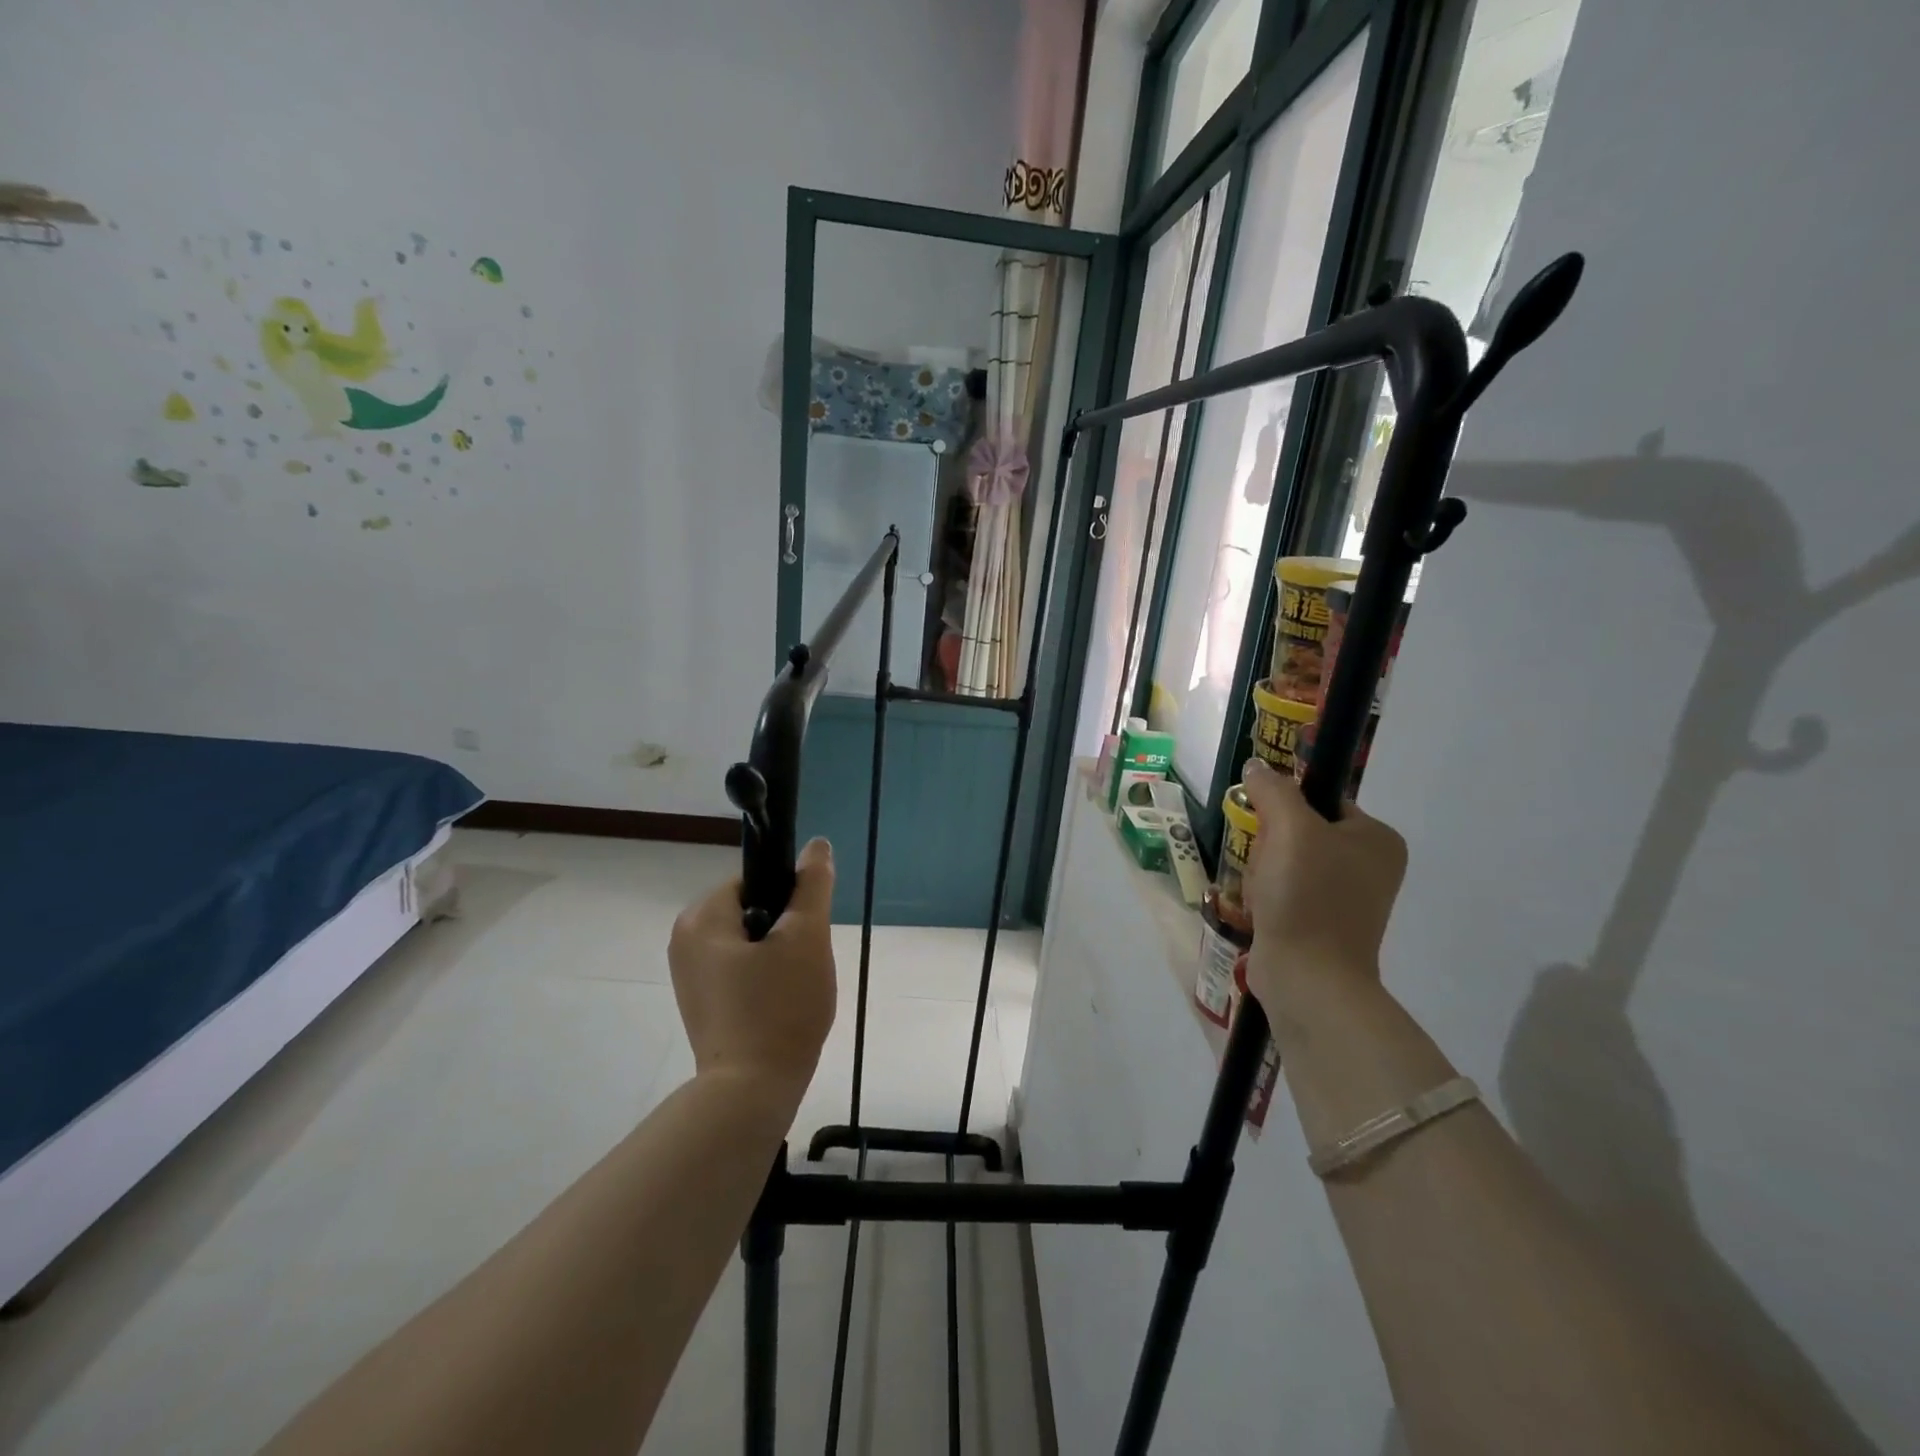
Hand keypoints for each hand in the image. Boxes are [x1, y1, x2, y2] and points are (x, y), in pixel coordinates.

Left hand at [668, 839, 837, 1097]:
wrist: (750, 1093)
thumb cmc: (779, 1008)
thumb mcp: (807, 938)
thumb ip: (813, 885)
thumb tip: (817, 844)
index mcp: (701, 917)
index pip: (754, 881)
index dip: (789, 898)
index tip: (806, 930)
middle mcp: (685, 939)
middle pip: (752, 910)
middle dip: (785, 930)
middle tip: (804, 963)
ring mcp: (689, 975)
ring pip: (749, 941)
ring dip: (778, 955)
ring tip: (795, 987)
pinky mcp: (700, 1002)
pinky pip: (739, 970)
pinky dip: (763, 978)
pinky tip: (780, 1004)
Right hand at [1239, 759, 1406, 1009]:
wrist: (1307, 978)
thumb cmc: (1306, 896)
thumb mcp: (1289, 828)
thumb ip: (1273, 789)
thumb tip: (1257, 767)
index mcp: (1377, 839)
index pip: (1321, 799)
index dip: (1284, 807)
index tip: (1267, 828)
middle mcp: (1370, 866)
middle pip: (1300, 830)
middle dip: (1270, 844)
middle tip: (1266, 864)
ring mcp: (1348, 899)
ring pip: (1288, 862)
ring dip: (1263, 870)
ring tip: (1262, 892)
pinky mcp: (1323, 924)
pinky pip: (1286, 891)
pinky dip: (1268, 896)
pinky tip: (1262, 909)